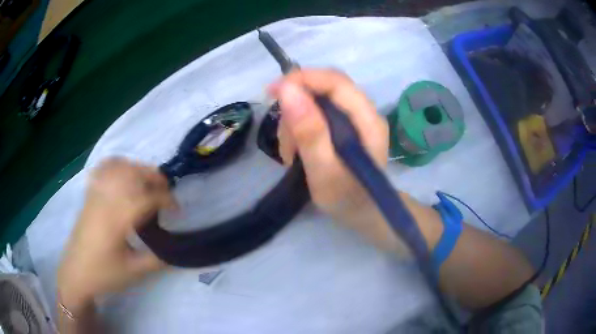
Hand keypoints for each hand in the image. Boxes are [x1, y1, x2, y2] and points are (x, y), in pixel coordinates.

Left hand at [57, 158, 176, 312]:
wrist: (76, 272)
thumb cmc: (104, 274)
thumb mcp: (134, 273)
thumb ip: (158, 259)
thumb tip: (178, 250)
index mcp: (117, 220)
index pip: (146, 197)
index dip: (166, 199)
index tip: (177, 209)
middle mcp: (105, 200)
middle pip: (132, 174)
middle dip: (155, 178)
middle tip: (167, 193)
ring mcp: (95, 194)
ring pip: (119, 167)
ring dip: (139, 169)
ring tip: (149, 183)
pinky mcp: (90, 194)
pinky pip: (104, 168)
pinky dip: (118, 164)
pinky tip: (124, 172)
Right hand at [269, 69, 397, 246]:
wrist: (362, 213)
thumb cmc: (346, 199)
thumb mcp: (324, 172)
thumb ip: (310, 133)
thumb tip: (288, 90)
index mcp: (368, 121)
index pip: (336, 82)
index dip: (303, 79)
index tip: (272, 91)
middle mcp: (365, 112)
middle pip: (326, 87)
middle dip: (296, 104)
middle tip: (282, 134)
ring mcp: (355, 118)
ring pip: (317, 100)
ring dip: (295, 120)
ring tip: (289, 153)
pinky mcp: (345, 125)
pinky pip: (317, 113)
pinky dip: (299, 127)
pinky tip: (295, 150)